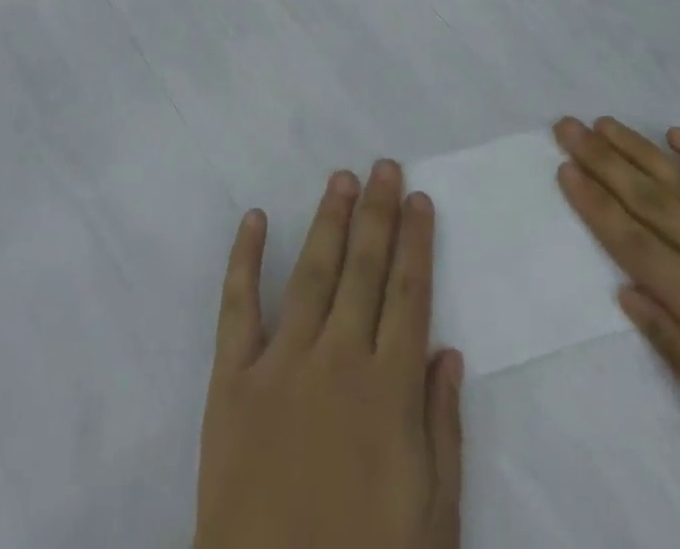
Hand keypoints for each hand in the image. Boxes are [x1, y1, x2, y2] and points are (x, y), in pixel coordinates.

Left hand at [194, 160, 464, 548]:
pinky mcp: (232, 380)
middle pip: (364, 269)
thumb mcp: (433, 516)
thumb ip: (441, 428)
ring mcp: (281, 364)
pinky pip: (238, 307)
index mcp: (389, 389)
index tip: (418, 198)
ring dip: (328, 221)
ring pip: (313, 273)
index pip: (408, 293)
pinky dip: (246, 259)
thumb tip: (448, 351)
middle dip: (377, 213)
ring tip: (341, 179)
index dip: (415, 241)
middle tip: (384, 166)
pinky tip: (256, 219)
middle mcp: (338, 359)